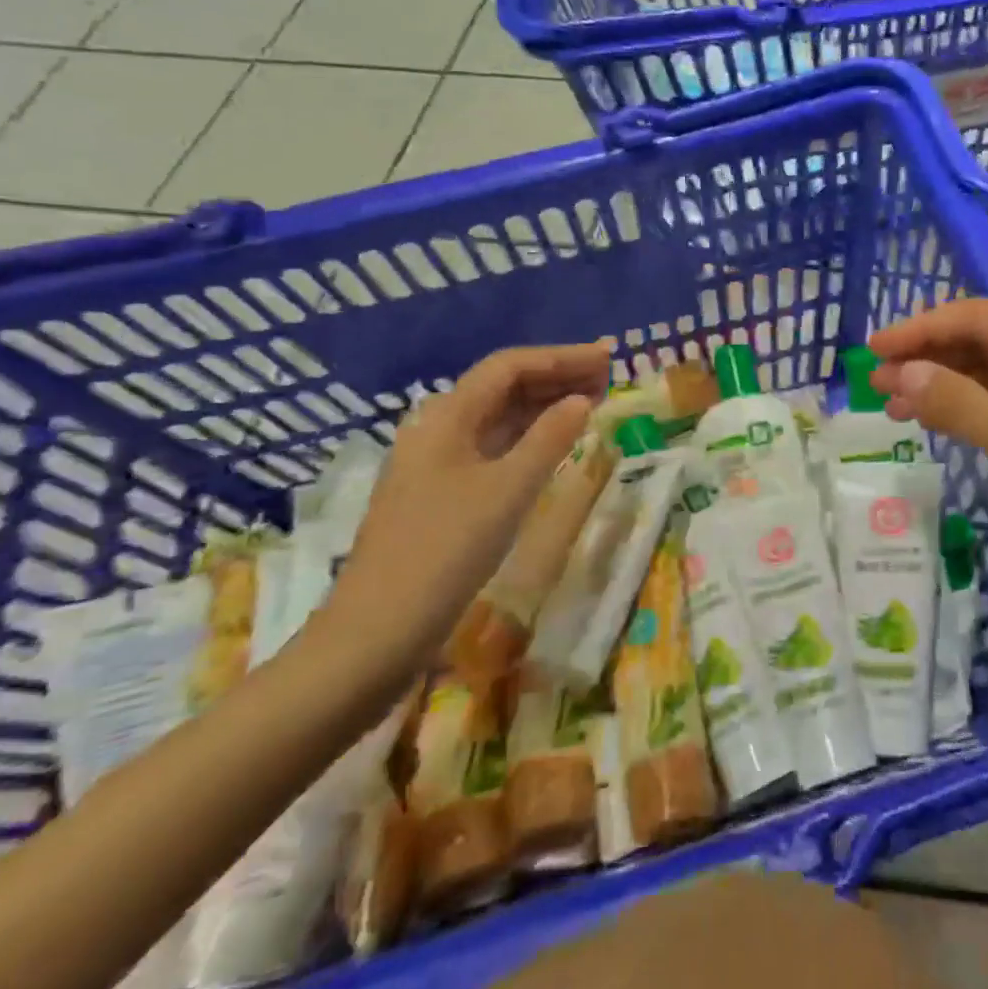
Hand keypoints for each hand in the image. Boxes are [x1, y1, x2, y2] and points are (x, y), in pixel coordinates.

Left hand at [318, 343, 610, 680]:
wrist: (378, 632)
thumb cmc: (445, 551)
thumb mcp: (508, 491)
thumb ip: (549, 439)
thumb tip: (582, 400)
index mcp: (447, 417)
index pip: (509, 366)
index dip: (562, 356)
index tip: (608, 357)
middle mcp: (439, 429)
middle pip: (503, 387)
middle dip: (557, 376)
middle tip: (609, 378)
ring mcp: (438, 463)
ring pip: (499, 417)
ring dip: (546, 405)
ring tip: (593, 402)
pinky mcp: (443, 493)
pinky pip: (494, 447)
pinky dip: (530, 437)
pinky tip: (556, 444)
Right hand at [868, 301, 987, 633]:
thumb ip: (963, 406)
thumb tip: (902, 371)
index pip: (977, 315)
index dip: (918, 329)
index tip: (868, 353)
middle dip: (930, 357)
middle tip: (875, 387)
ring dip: (952, 385)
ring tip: (899, 408)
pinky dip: (984, 411)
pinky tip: (955, 426)